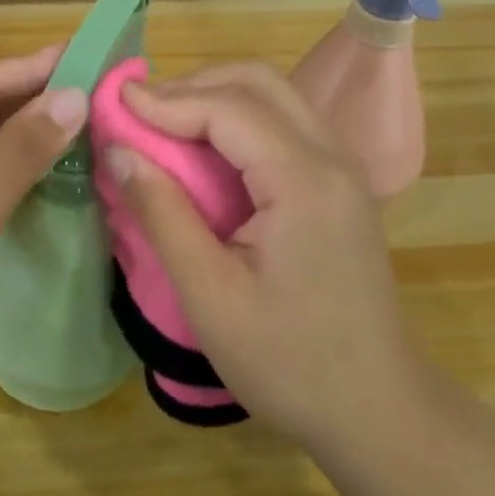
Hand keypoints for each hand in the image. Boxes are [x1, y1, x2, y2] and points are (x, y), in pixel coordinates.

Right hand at [109, 62, 423, 456]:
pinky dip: (238, 120)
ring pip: (275, 97)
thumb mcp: (211, 297)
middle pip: (259, 83)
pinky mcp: (339, 185)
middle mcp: (331, 158)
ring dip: (216, 97)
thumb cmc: (291, 364)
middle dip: (194, 86)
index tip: (115, 104)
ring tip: (163, 123)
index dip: (168, 100)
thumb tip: (118, 152)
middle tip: (140, 111)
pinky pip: (284, 125)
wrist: (378, 411)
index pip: (230, 108)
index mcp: (305, 181)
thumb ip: (163, 215)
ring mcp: (342, 169)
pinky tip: (205, 149)